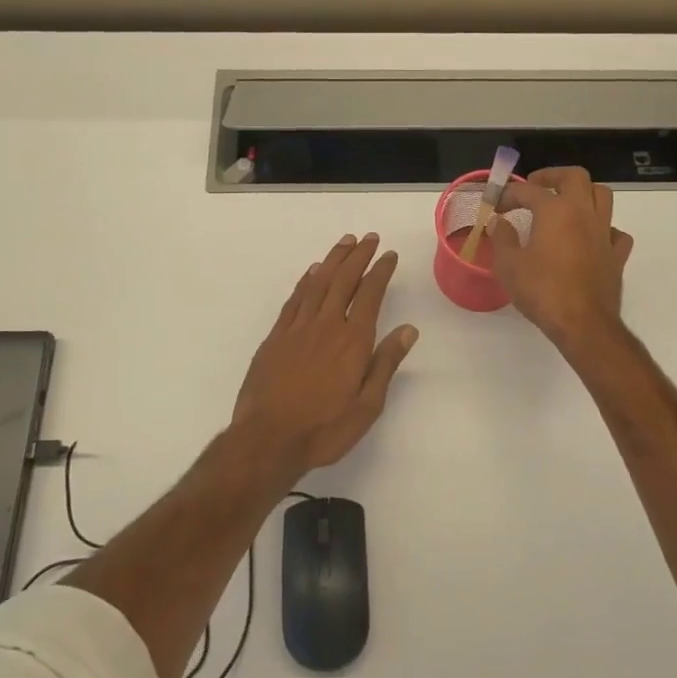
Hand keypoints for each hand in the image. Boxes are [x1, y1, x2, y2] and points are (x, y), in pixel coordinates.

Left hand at [233, 233, 418, 470]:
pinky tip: (312, 273)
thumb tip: (408, 330)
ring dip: (333, 260)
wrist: (268, 439)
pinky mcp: (275, 337)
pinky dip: (305, 282)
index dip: (380, 271)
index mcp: (352, 341)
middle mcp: (326, 325)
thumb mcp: (367, 405)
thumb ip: (386, 363)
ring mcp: (297, 329)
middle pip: (343, 280)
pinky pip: (294, 300)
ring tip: (345, 243)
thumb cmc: (324, 429)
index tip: (389, 255)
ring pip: (317, 283)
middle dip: (358, 256)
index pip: (370, 295)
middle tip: (369, 238)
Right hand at [488, 167, 633, 355]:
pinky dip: (603, 228)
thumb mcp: (509, 265)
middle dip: (553, 176)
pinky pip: (615, 231)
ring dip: (583, 194)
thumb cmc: (541, 291)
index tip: (496, 205)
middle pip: (575, 177)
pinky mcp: (617, 254)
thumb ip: (503, 238)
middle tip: (535, 187)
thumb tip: (498, 222)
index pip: (528, 191)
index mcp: (555, 210)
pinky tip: (591, 238)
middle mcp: (583, 213)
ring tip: (566, 204)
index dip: (508, 194)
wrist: (582, 324)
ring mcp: (604, 232)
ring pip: (602, 196)